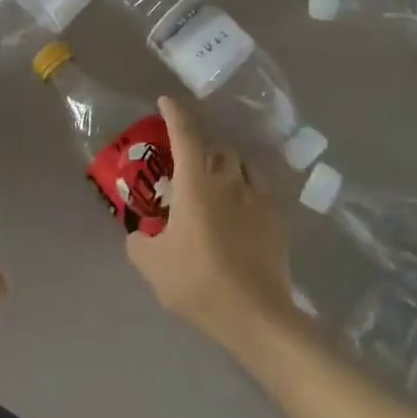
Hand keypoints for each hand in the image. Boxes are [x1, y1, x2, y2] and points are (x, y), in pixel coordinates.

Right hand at [126, 98, 297, 358]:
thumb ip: (139, 242)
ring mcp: (258, 198)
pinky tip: (241, 212)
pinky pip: (260, 191)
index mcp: (196, 183)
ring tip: (218, 183)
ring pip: (243, 165)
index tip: (166, 101)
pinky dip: (247, 191)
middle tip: (190, 163)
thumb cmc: (199, 282)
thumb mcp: (152, 266)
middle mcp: (229, 180)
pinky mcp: (277, 220)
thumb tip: (139, 234)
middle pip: (218, 147)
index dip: (174, 113)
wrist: (257, 316)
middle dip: (204, 146)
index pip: (185, 134)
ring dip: (227, 166)